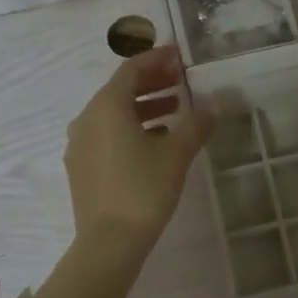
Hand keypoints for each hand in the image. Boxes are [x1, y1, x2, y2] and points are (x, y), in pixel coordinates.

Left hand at [64, 44, 212, 258]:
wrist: (109, 243)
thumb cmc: (143, 189)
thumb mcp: (177, 153)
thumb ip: (197, 123)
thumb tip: (216, 103)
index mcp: (106, 107)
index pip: (131, 70)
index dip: (156, 59)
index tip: (178, 55)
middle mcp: (87, 119)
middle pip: (120, 90)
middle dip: (151, 82)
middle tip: (181, 80)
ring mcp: (80, 145)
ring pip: (113, 115)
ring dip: (144, 107)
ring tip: (175, 110)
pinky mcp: (82, 168)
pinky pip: (107, 135)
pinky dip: (131, 128)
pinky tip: (156, 142)